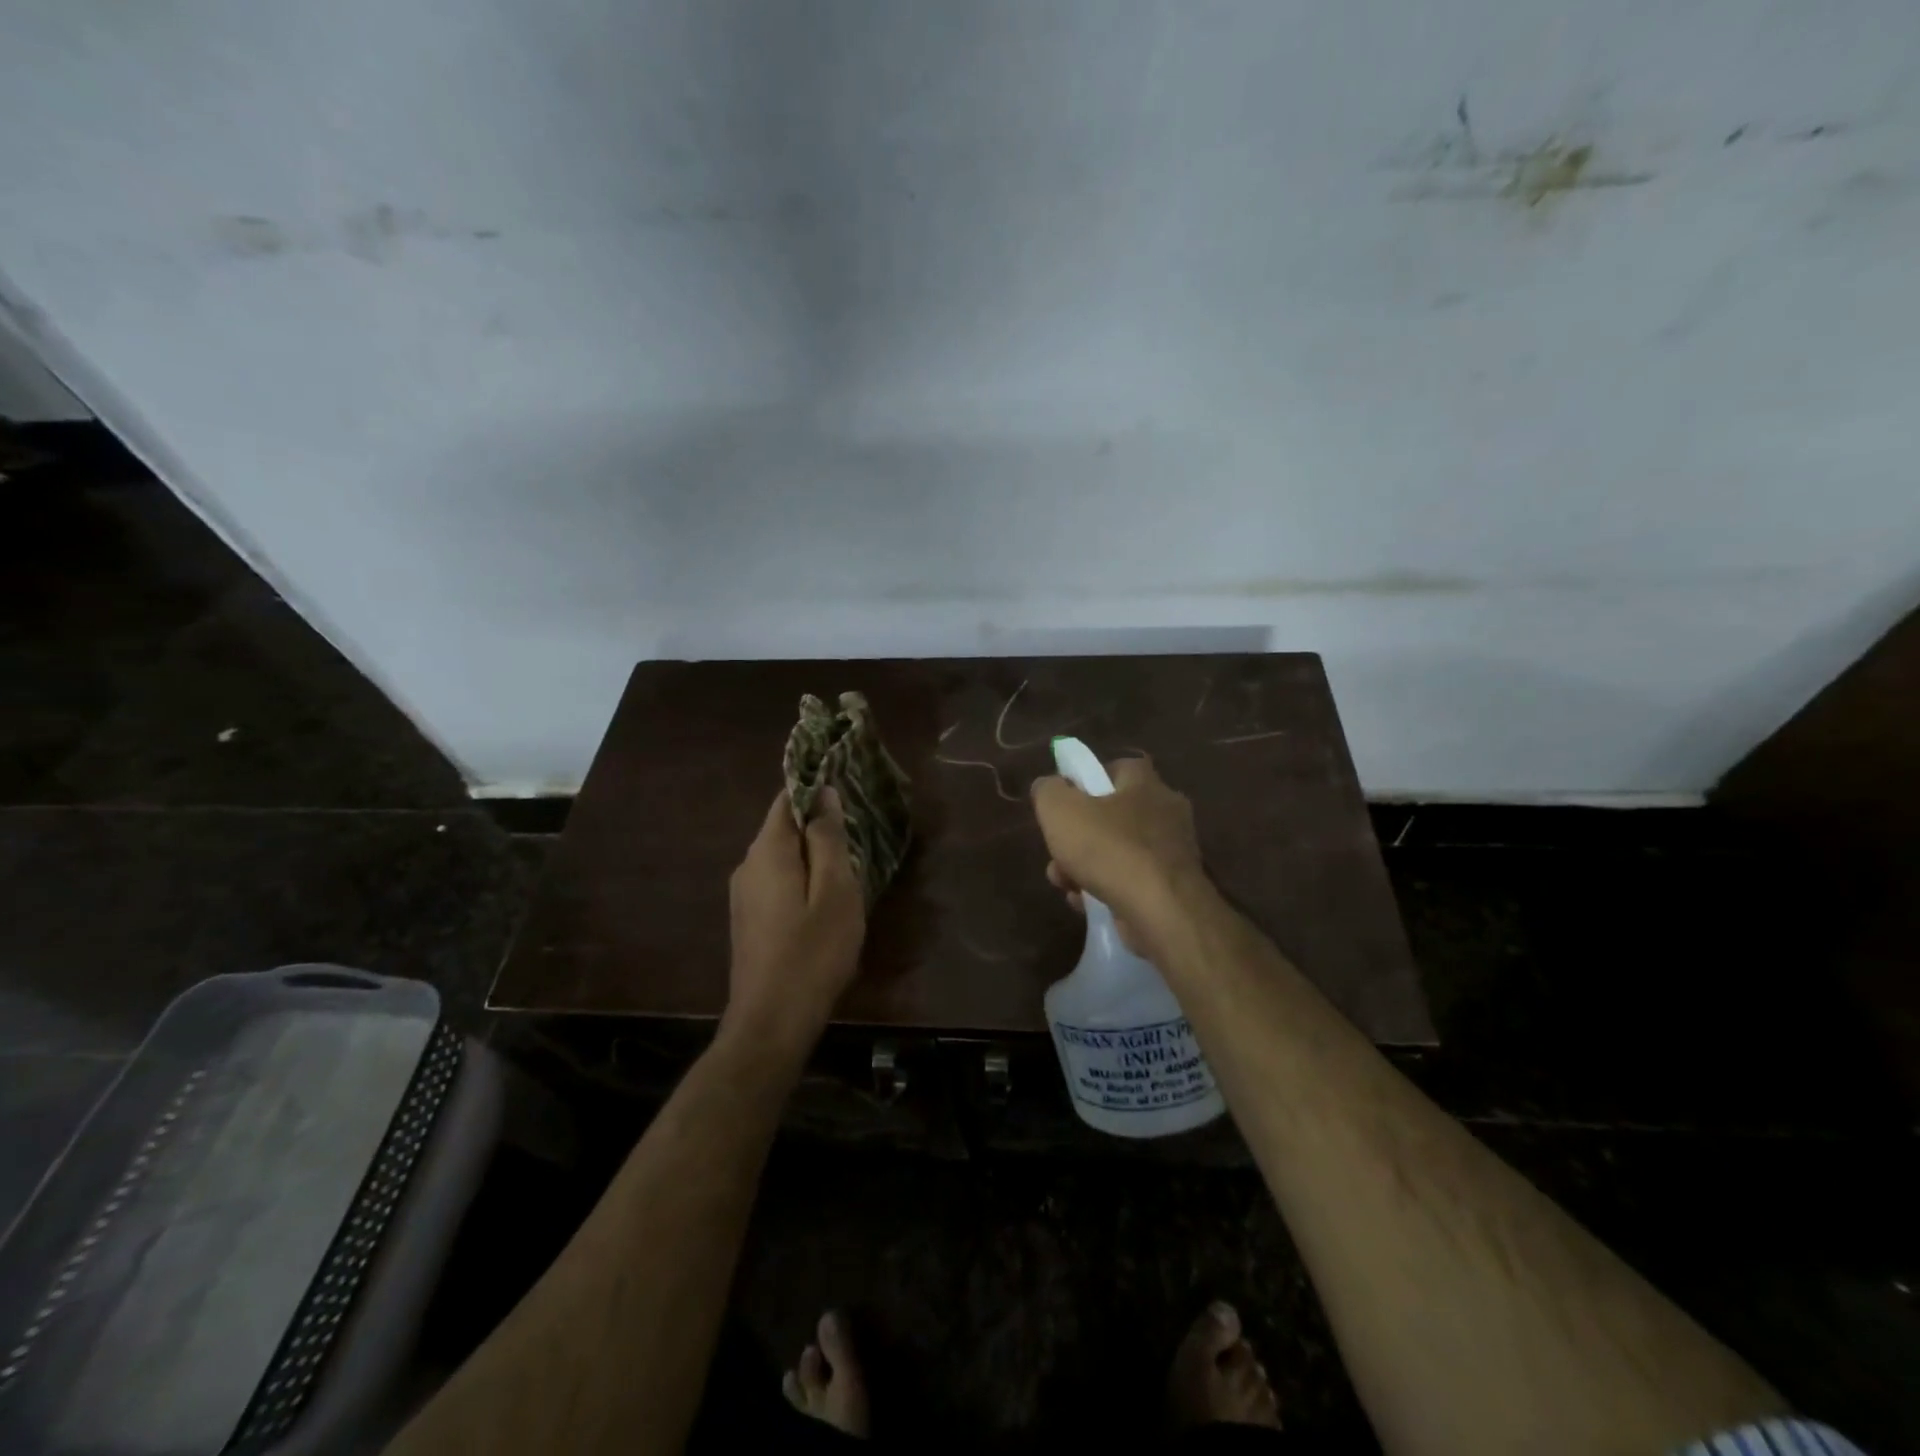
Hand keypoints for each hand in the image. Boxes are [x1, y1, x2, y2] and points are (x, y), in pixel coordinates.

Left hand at [724, 787, 866, 1054]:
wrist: (771, 1022)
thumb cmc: (813, 952)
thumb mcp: (835, 891)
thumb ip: (828, 838)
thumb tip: (823, 794)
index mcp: (767, 851)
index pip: (788, 798)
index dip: (816, 788)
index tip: (849, 790)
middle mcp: (747, 864)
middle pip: (784, 827)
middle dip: (819, 825)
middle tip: (858, 835)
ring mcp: (743, 894)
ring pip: (782, 856)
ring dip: (812, 855)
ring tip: (848, 869)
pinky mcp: (747, 919)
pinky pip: (777, 880)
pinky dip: (801, 878)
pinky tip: (824, 901)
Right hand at [1030, 755, 1208, 959]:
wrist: (1162, 912)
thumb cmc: (1110, 850)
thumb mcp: (1061, 811)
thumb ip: (1048, 791)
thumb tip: (1048, 786)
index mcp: (1146, 784)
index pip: (1117, 768)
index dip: (1087, 780)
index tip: (1064, 801)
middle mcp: (1166, 813)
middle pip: (1113, 815)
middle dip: (1078, 835)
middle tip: (1057, 851)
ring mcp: (1173, 853)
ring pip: (1119, 852)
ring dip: (1086, 866)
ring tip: (1064, 883)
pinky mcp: (1172, 889)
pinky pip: (1131, 881)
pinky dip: (1106, 889)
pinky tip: (1085, 903)